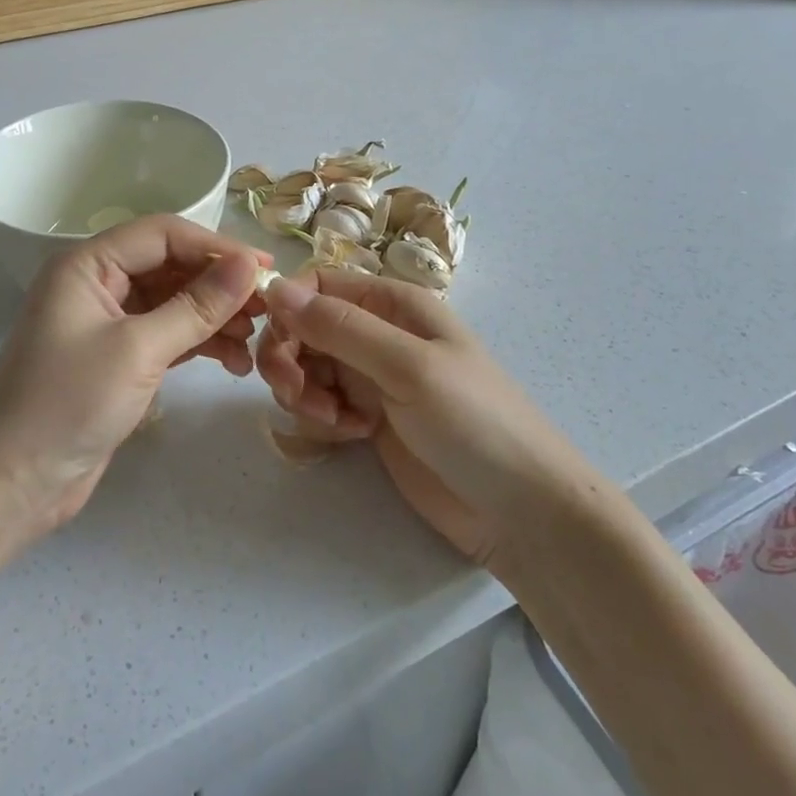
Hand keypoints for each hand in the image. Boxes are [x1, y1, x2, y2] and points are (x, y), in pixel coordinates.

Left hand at [0, 215, 268, 537]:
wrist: (14, 485)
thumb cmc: (68, 405)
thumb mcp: (139, 350)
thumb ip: (196, 306)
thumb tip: (249, 265)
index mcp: (87, 265)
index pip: (163, 235)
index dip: (216, 246)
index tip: (265, 269)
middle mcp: (96, 284)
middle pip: (170, 267)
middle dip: (218, 286)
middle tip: (266, 309)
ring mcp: (107, 322)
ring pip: (172, 302)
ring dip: (213, 317)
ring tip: (253, 340)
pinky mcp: (117, 358)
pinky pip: (167, 335)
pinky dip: (198, 343)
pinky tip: (233, 361)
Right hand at [255, 273, 587, 566]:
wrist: (521, 511)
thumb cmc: (474, 423)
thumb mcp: (407, 366)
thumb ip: (340, 327)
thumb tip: (275, 287)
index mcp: (392, 303)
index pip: (318, 284)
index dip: (288, 307)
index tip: (274, 343)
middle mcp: (377, 332)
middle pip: (303, 328)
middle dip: (289, 358)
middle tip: (295, 395)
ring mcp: (371, 377)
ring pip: (306, 367)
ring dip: (304, 393)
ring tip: (335, 424)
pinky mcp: (368, 418)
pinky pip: (321, 403)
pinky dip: (322, 418)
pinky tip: (351, 436)